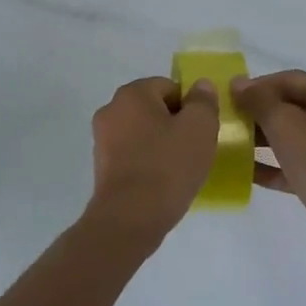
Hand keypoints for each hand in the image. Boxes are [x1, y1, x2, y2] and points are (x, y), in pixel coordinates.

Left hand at [86, 76, 221, 237]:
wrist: (130, 218)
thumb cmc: (168, 166)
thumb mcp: (199, 127)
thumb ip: (203, 101)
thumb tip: (200, 87)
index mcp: (132, 94)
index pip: (170, 86)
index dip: (191, 106)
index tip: (203, 130)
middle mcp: (111, 110)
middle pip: (154, 109)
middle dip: (176, 124)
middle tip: (196, 148)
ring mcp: (102, 140)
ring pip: (143, 133)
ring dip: (162, 144)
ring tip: (181, 168)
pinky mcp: (101, 167)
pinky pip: (133, 155)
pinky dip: (148, 162)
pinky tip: (163, 182)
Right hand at [232, 69, 305, 250]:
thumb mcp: (284, 123)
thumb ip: (259, 100)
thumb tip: (238, 82)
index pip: (289, 79)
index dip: (258, 85)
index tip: (229, 97)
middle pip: (291, 107)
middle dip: (258, 112)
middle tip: (228, 120)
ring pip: (292, 137)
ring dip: (262, 139)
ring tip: (231, 143)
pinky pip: (294, 164)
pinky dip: (272, 165)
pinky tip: (245, 172)